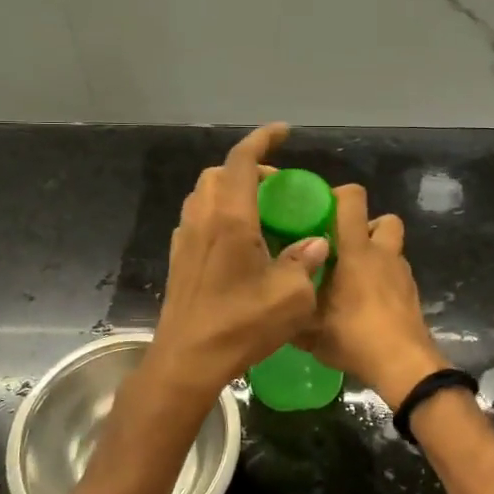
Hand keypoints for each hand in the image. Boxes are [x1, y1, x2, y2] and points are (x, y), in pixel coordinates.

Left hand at [142, 123, 329, 406]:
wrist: (187, 360)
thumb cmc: (241, 325)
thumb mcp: (291, 296)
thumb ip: (305, 262)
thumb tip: (314, 244)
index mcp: (231, 219)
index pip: (242, 161)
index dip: (262, 140)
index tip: (283, 133)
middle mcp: (203, 219)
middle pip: (220, 173)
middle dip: (248, 169)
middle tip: (276, 189)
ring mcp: (185, 239)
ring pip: (204, 194)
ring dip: (230, 191)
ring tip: (258, 213)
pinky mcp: (178, 259)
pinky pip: (197, 219)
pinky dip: (218, 214)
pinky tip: (237, 242)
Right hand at [296, 183, 448, 409]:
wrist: (403, 366)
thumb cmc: (354, 337)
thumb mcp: (309, 328)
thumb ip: (291, 307)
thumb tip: (273, 297)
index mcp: (357, 251)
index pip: (353, 199)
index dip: (337, 195)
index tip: (317, 210)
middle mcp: (383, 254)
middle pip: (384, 219)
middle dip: (364, 226)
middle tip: (340, 246)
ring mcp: (402, 274)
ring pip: (391, 248)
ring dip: (374, 254)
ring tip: (350, 279)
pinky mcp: (411, 295)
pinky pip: (395, 274)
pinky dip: (382, 280)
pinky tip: (365, 304)